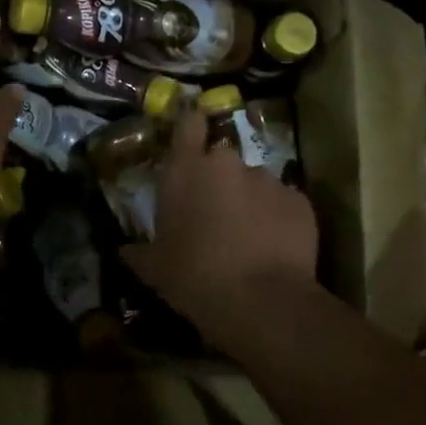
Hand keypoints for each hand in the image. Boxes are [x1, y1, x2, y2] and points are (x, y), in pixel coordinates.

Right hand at [122, 109, 318, 343]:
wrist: (261, 302)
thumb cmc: (193, 277)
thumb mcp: (154, 269)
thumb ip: (138, 253)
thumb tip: (125, 251)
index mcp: (185, 170)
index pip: (188, 123)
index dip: (190, 124)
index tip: (190, 131)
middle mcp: (226, 163)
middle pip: (221, 157)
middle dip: (219, 178)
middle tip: (213, 210)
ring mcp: (267, 180)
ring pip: (254, 182)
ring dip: (248, 200)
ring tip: (247, 236)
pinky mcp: (299, 201)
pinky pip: (282, 204)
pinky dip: (276, 219)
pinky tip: (272, 247)